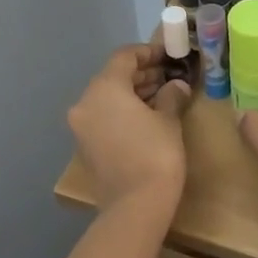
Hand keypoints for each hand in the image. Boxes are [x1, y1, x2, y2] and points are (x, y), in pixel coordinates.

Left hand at [67, 45, 188, 210]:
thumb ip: (171, 96)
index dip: (148, 52)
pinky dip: (123, 112)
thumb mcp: (169, 121)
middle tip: (169, 76)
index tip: (169, 55)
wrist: (135, 205)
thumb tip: (176, 86)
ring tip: (163, 97)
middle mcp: (85, 103)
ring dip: (133, 94)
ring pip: (107, 99)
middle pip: (113, 77)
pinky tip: (147, 119)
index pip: (124, 57)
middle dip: (142, 74)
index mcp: (104, 88)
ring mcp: (81, 126)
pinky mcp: (85, 147)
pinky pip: (104, 118)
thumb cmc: (156, 154)